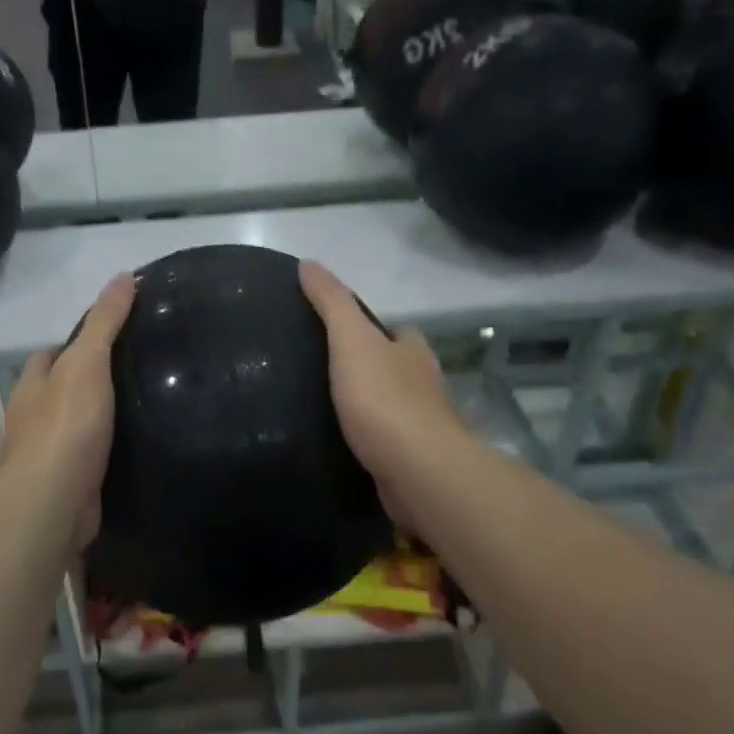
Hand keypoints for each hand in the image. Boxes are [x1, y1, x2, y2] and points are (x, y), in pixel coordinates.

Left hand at [0, 272, 135, 548]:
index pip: (49, 354)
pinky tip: (131, 450)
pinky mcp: (63, 485)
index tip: (110, 339)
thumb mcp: (88, 362)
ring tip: (140, 408)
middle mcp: (31, 417)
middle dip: (85, 382)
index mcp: (32, 385)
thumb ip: (105, 322)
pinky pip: (85, 460)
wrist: (55, 501)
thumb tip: (123, 276)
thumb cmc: (67, 424)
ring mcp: (44, 455)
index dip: (74, 343)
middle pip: (58, 390)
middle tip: (134, 373)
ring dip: (95, 419)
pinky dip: (102, 453)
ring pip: (71, 426)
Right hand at [299, 261, 463, 522]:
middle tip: (325, 373)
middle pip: (398, 369)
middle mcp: (425, 385)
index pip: (399, 331)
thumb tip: (309, 262)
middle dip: (372, 369)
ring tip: (326, 409)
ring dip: (370, 407)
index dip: (376, 329)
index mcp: (414, 352)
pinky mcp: (413, 462)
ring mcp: (423, 427)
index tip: (342, 332)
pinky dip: (369, 440)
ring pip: (393, 407)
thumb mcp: (350, 339)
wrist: (416, 470)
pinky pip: (387, 443)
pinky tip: (343, 445)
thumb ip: (332, 302)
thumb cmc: (383, 398)